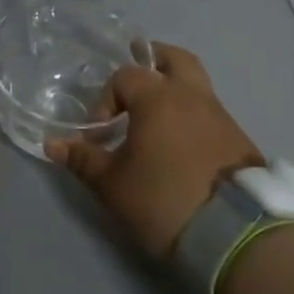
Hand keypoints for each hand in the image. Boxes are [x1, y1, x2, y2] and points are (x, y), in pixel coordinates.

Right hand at [46, 43, 261, 258]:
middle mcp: (193, 97)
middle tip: (134, 85)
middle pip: (174, 59)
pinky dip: (192, 117)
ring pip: (197, 86)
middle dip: (152, 64)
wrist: (237, 234)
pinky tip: (179, 145)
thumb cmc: (164, 198)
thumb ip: (83, 159)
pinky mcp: (240, 141)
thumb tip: (53, 144)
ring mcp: (221, 117)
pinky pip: (210, 113)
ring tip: (153, 123)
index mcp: (159, 98)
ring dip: (174, 94)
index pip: (125, 76)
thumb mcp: (113, 184)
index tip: (101, 133)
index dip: (106, 99)